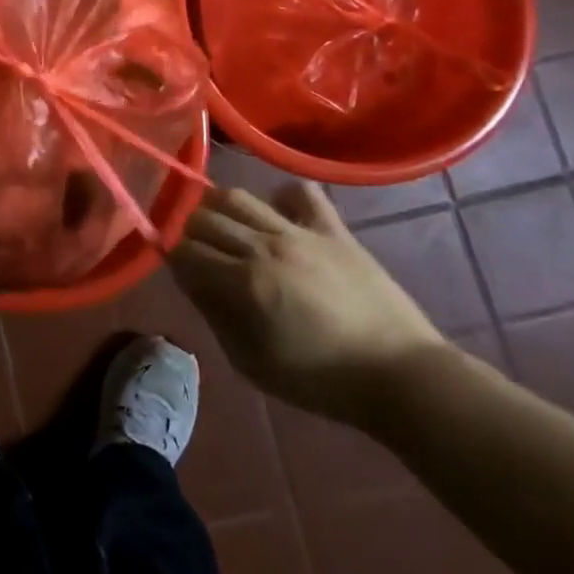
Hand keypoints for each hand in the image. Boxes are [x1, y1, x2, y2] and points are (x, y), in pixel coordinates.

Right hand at [170, 182, 445, 426]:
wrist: (400, 376)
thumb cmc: (320, 381)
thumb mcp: (252, 363)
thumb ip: (215, 316)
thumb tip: (191, 281)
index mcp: (243, 283)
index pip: (185, 251)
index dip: (173, 258)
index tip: (178, 271)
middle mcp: (265, 246)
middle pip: (204, 218)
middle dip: (190, 233)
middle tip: (197, 252)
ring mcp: (300, 232)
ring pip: (239, 197)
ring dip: (220, 209)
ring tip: (226, 229)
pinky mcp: (333, 229)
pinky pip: (299, 192)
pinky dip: (281, 197)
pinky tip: (278, 216)